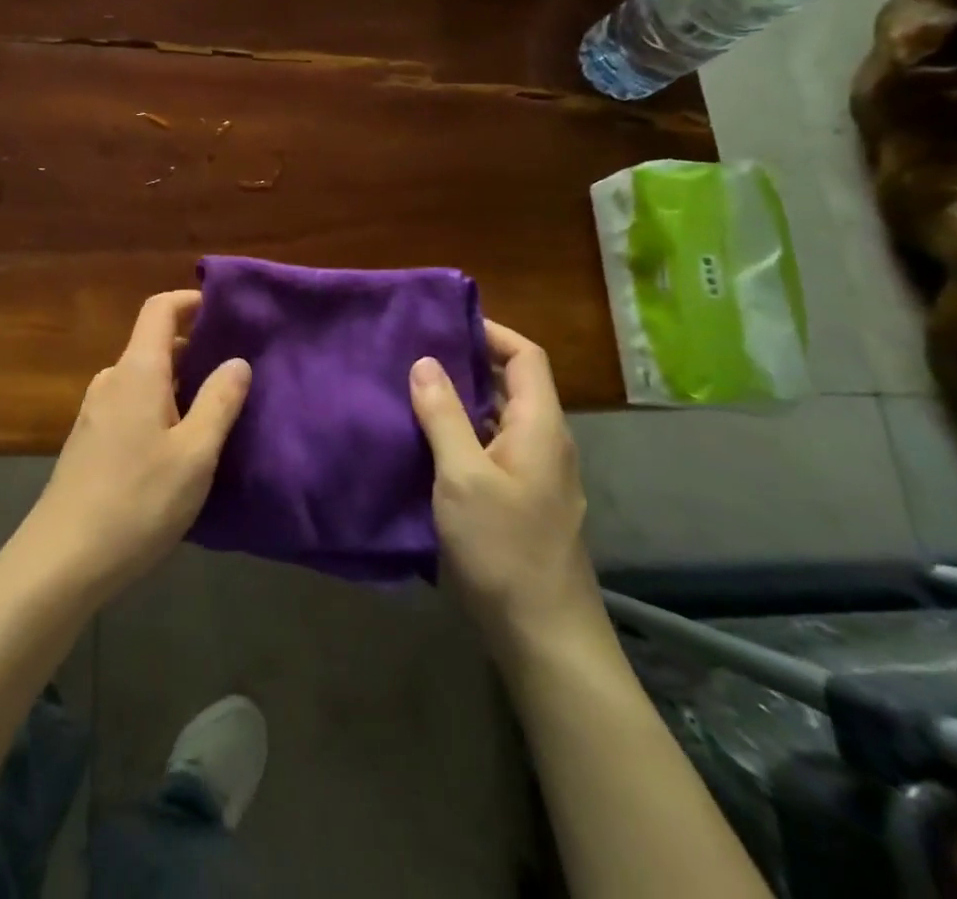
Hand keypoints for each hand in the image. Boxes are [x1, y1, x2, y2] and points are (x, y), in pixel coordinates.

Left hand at [22, 291, 250, 598]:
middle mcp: (112, 380)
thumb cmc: (138, 500)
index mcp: (137, 371)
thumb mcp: (195, 454)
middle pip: (154, 344)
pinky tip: (180, 443)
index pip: (159, 310)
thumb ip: (219, 402)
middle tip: (235, 370)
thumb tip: (237, 361)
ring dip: (179, 382)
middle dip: (194, 348)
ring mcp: (96, 410)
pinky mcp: (90, 439)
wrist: (63, 557)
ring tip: (216, 409)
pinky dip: (160, 406)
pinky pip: (132, 404)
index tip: (225, 310)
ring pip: (144, 378)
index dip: (190, 300)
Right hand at [409, 321, 603, 653]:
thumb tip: (424, 361)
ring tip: (411, 388)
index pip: (526, 357)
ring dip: (462, 397)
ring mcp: (536, 474)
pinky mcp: (522, 499)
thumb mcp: (463, 476)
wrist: (544, 635)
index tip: (444, 322)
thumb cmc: (504, 547)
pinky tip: (425, 440)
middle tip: (415, 350)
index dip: (491, 331)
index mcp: (540, 426)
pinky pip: (493, 446)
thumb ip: (443, 415)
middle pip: (514, 383)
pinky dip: (463, 430)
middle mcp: (545, 442)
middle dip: (469, 361)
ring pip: (500, 416)